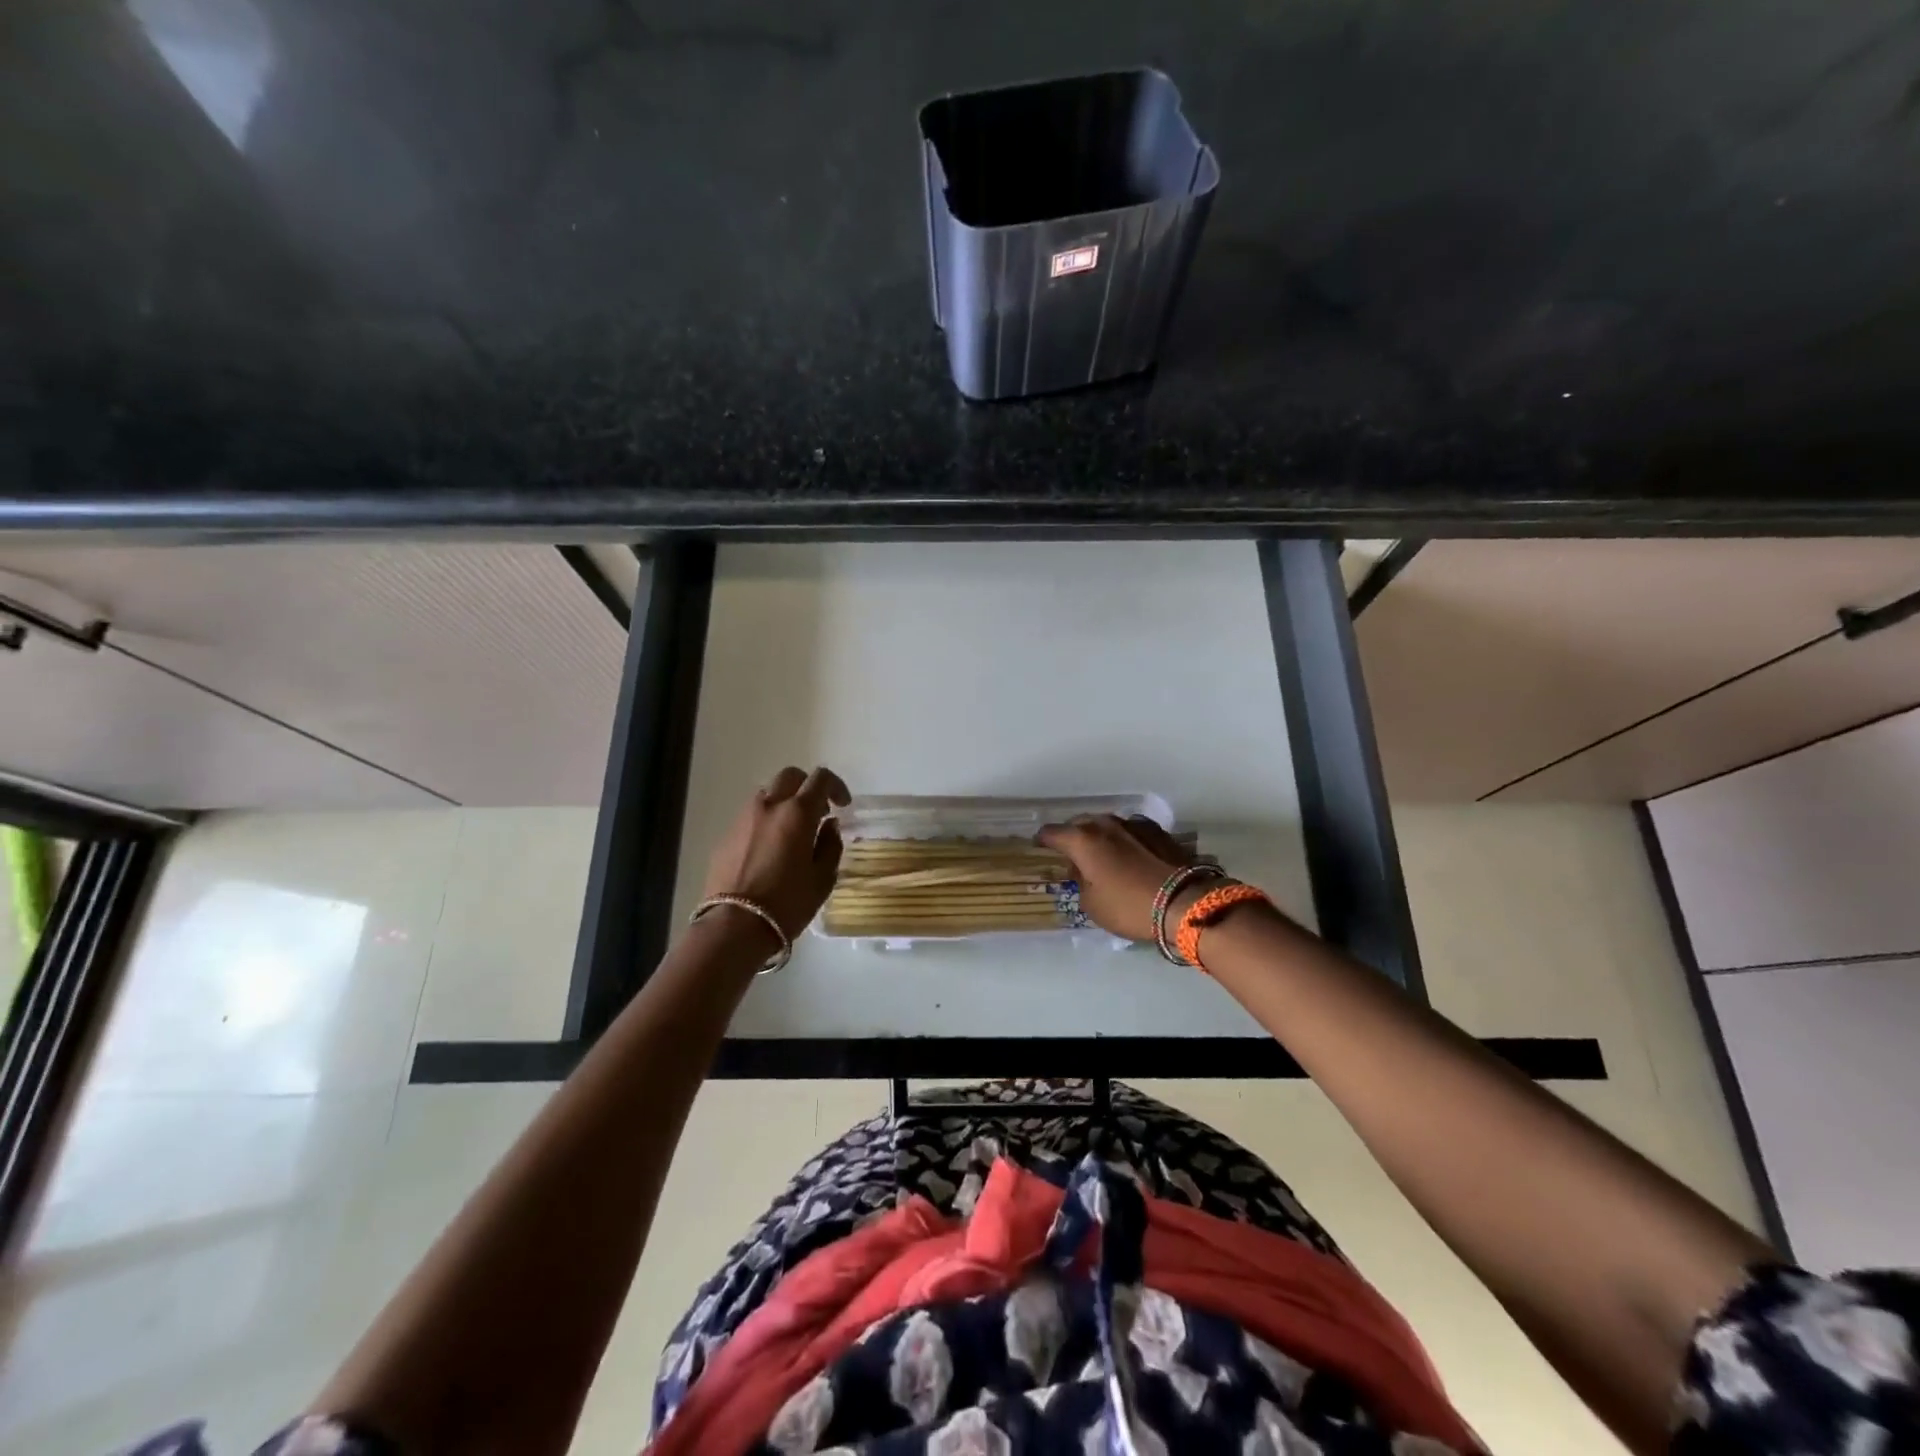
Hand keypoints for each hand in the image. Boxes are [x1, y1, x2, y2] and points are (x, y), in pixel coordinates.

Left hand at [703, 766, 850, 940]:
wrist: (734, 926)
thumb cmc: (787, 904)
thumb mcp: (822, 879)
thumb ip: (830, 846)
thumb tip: (829, 825)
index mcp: (797, 813)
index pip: (820, 779)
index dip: (836, 786)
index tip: (843, 805)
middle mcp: (768, 806)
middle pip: (790, 776)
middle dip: (807, 786)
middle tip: (818, 811)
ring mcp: (743, 818)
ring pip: (767, 793)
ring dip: (784, 801)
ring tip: (792, 829)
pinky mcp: (726, 835)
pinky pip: (750, 815)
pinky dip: (765, 819)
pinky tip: (770, 847)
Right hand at [1036, 814, 1196, 941]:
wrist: (1185, 902)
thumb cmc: (1129, 906)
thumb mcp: (1092, 905)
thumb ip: (1080, 882)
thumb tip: (1084, 869)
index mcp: (1082, 840)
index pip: (1051, 833)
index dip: (1042, 842)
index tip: (1039, 849)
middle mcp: (1105, 824)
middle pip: (1079, 824)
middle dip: (1073, 838)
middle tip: (1073, 857)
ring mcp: (1133, 824)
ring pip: (1107, 826)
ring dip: (1101, 838)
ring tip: (1103, 858)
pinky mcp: (1157, 831)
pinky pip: (1130, 832)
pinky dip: (1124, 842)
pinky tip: (1130, 858)